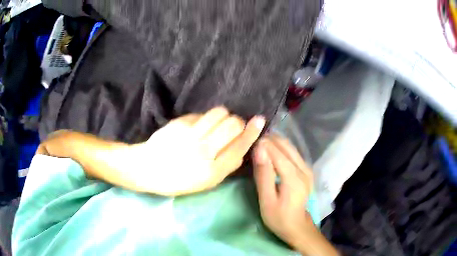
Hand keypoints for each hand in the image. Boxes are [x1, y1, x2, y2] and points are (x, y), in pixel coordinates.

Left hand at [128, 107, 265, 195]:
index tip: (259, 121)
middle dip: (238, 123)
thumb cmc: (177, 180)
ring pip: (219, 113)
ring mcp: (190, 135)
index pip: (239, 146)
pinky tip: (199, 126)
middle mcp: (203, 151)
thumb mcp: (205, 183)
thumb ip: (226, 168)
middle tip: (233, 127)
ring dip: (224, 116)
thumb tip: (242, 151)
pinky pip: (202, 114)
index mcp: (212, 171)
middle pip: (233, 125)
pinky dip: (206, 118)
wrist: (148, 168)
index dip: (252, 132)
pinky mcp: (180, 123)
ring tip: (217, 123)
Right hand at [253, 135, 314, 247]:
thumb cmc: (279, 217)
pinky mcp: (306, 170)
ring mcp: (307, 168)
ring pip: (290, 146)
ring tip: (259, 145)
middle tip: (252, 143)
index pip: (277, 152)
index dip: (263, 145)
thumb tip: (259, 149)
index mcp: (294, 177)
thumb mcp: (267, 200)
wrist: (297, 226)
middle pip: (286, 145)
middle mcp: (304, 169)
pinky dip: (280, 148)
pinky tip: (270, 151)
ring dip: (274, 142)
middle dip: (269, 140)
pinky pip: (293, 152)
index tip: (249, 142)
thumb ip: (263, 175)